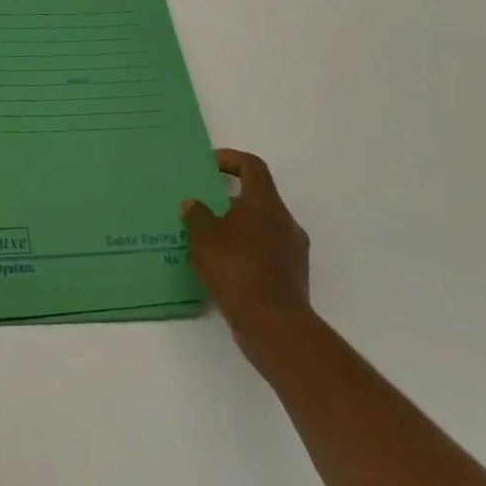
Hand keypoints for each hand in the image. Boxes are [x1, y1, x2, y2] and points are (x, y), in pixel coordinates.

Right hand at [181, 149, 311, 355]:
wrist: (274, 325)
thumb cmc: (236, 267)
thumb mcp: (203, 236)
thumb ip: (196, 215)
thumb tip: (193, 205)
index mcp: (265, 202)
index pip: (252, 166)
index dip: (230, 160)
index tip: (209, 167)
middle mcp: (284, 221)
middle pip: (257, 198)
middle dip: (228, 200)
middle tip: (202, 208)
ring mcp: (292, 252)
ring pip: (261, 228)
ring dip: (236, 230)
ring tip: (208, 241)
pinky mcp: (292, 279)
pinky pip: (265, 255)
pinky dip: (245, 255)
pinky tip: (222, 269)